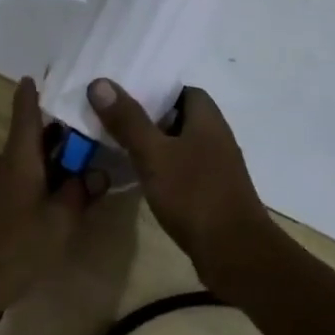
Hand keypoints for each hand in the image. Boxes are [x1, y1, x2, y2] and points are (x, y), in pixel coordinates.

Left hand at [0, 78, 104, 326]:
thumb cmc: (11, 250)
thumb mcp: (58, 224)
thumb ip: (80, 194)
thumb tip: (98, 172)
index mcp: (18, 159)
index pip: (26, 114)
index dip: (32, 94)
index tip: (36, 76)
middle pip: (29, 142)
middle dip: (56, 140)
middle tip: (88, 143)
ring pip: (21, 167)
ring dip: (45, 169)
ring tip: (74, 184)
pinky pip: (10, 188)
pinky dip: (30, 189)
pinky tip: (44, 215)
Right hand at [85, 79, 270, 291]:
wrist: (234, 252)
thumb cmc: (194, 194)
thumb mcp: (154, 155)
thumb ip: (128, 120)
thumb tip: (100, 82)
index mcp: (207, 118)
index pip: (181, 90)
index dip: (154, 89)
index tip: (123, 95)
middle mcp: (216, 136)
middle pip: (179, 116)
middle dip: (148, 117)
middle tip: (113, 119)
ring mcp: (216, 166)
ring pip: (180, 144)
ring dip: (155, 144)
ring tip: (119, 146)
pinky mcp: (212, 192)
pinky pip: (184, 168)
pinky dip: (164, 168)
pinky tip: (142, 178)